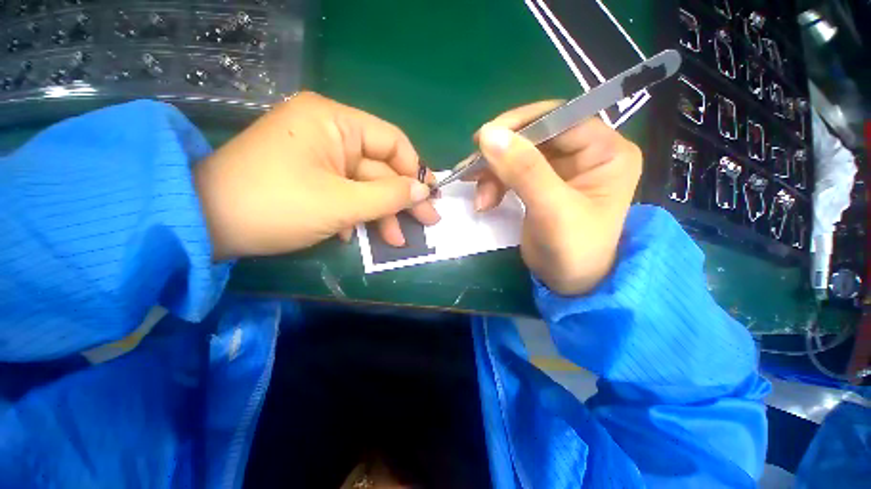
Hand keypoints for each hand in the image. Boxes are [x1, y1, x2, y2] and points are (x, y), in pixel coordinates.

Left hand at [194, 92, 439, 259]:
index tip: (431, 195)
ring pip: (365, 185)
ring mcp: (319, 157)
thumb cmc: (276, 206)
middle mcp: (328, 133)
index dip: (414, 170)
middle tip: (428, 221)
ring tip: (396, 241)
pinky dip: (355, 215)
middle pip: (380, 168)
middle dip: (403, 199)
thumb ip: (389, 196)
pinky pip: (345, 193)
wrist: (205, 225)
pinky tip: (353, 235)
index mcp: (334, 122)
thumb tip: (424, 191)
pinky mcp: (311, 178)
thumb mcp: (342, 203)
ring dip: (381, 214)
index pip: (392, 141)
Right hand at [472, 101, 641, 294]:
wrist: (569, 283)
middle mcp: (586, 152)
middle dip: (500, 156)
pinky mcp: (542, 183)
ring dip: (492, 173)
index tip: (483, 139)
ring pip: (518, 154)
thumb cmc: (573, 250)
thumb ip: (524, 170)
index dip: (521, 124)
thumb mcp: (551, 210)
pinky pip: (512, 171)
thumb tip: (488, 134)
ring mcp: (562, 168)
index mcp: (606, 151)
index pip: (560, 118)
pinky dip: (494, 184)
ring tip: (481, 200)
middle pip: (534, 136)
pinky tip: (485, 202)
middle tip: (471, 172)